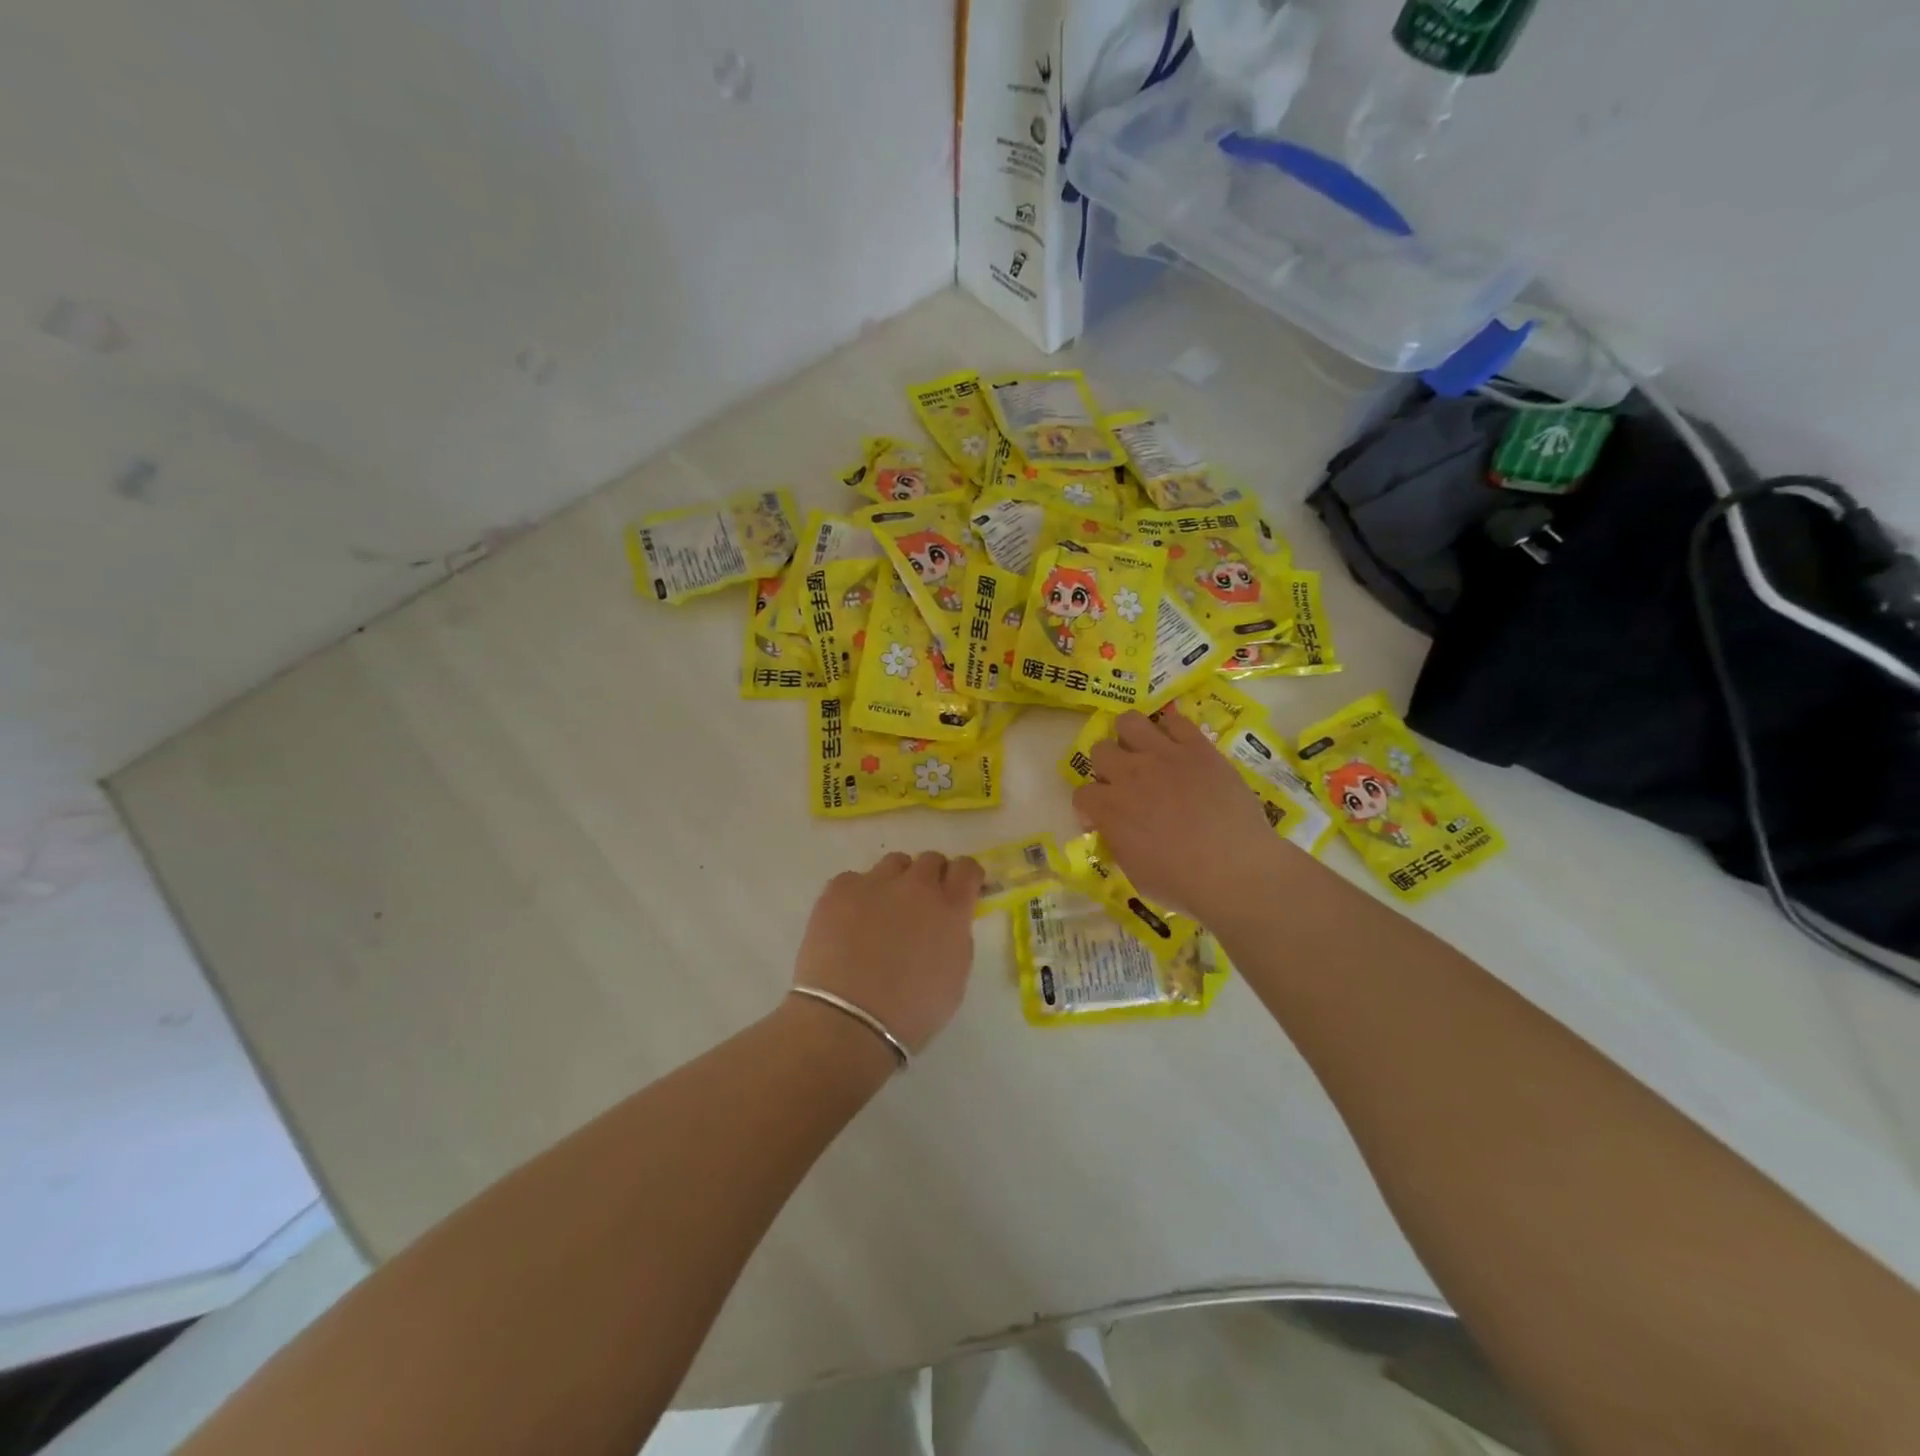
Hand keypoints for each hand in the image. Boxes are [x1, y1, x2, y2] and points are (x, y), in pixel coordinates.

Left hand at [792, 851, 983, 1054]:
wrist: (849, 1020)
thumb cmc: (910, 1012)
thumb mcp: (955, 978)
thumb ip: (956, 937)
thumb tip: (947, 921)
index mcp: (950, 908)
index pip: (967, 868)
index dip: (965, 876)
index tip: (961, 889)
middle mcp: (916, 886)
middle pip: (930, 859)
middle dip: (931, 877)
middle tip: (920, 905)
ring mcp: (875, 883)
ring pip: (893, 863)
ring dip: (896, 880)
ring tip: (882, 911)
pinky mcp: (839, 890)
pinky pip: (854, 879)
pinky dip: (857, 895)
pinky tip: (849, 922)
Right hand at [1072, 709, 1287, 923]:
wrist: (1236, 870)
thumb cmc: (1183, 884)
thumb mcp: (1135, 874)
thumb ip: (1118, 843)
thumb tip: (1116, 831)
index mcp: (1110, 809)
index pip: (1082, 794)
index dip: (1089, 809)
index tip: (1103, 822)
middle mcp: (1130, 775)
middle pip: (1100, 750)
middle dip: (1107, 768)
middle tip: (1125, 785)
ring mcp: (1164, 756)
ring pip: (1129, 722)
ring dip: (1129, 736)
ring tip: (1143, 753)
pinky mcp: (1198, 748)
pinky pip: (1175, 720)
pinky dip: (1171, 730)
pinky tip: (1178, 746)